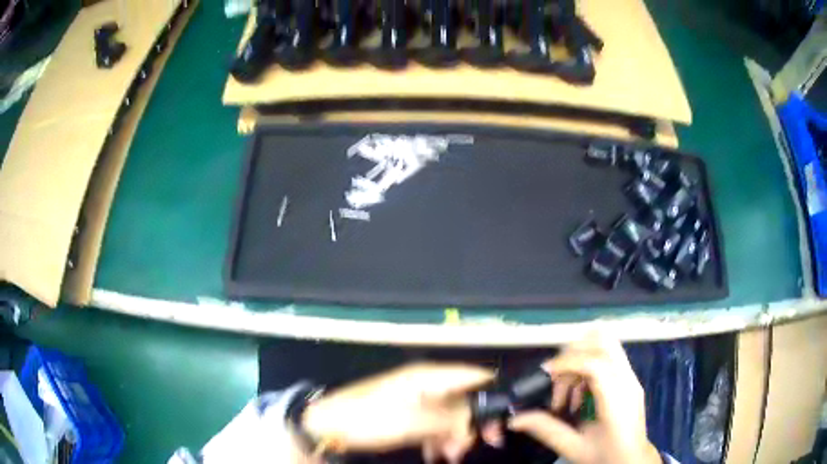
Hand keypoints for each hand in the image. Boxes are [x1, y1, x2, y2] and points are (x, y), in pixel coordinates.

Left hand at [302, 362, 493, 459]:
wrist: (327, 426)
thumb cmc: (368, 419)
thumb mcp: (412, 422)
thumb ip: (450, 419)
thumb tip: (477, 419)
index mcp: (427, 378)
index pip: (473, 376)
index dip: (492, 394)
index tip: (501, 420)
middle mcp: (425, 384)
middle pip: (464, 399)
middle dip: (471, 423)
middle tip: (471, 446)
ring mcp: (415, 400)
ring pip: (449, 415)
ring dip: (455, 435)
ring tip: (450, 455)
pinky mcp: (406, 414)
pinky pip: (433, 425)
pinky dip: (439, 439)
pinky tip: (435, 453)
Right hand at [506, 335, 660, 463]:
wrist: (633, 460)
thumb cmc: (606, 456)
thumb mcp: (574, 448)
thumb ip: (546, 430)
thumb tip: (514, 418)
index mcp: (617, 400)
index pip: (595, 363)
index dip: (567, 362)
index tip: (545, 375)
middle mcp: (628, 381)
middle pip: (603, 342)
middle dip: (573, 353)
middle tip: (555, 379)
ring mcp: (631, 377)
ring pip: (606, 343)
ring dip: (580, 357)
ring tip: (567, 388)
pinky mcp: (629, 378)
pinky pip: (608, 356)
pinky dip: (588, 364)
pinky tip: (579, 392)